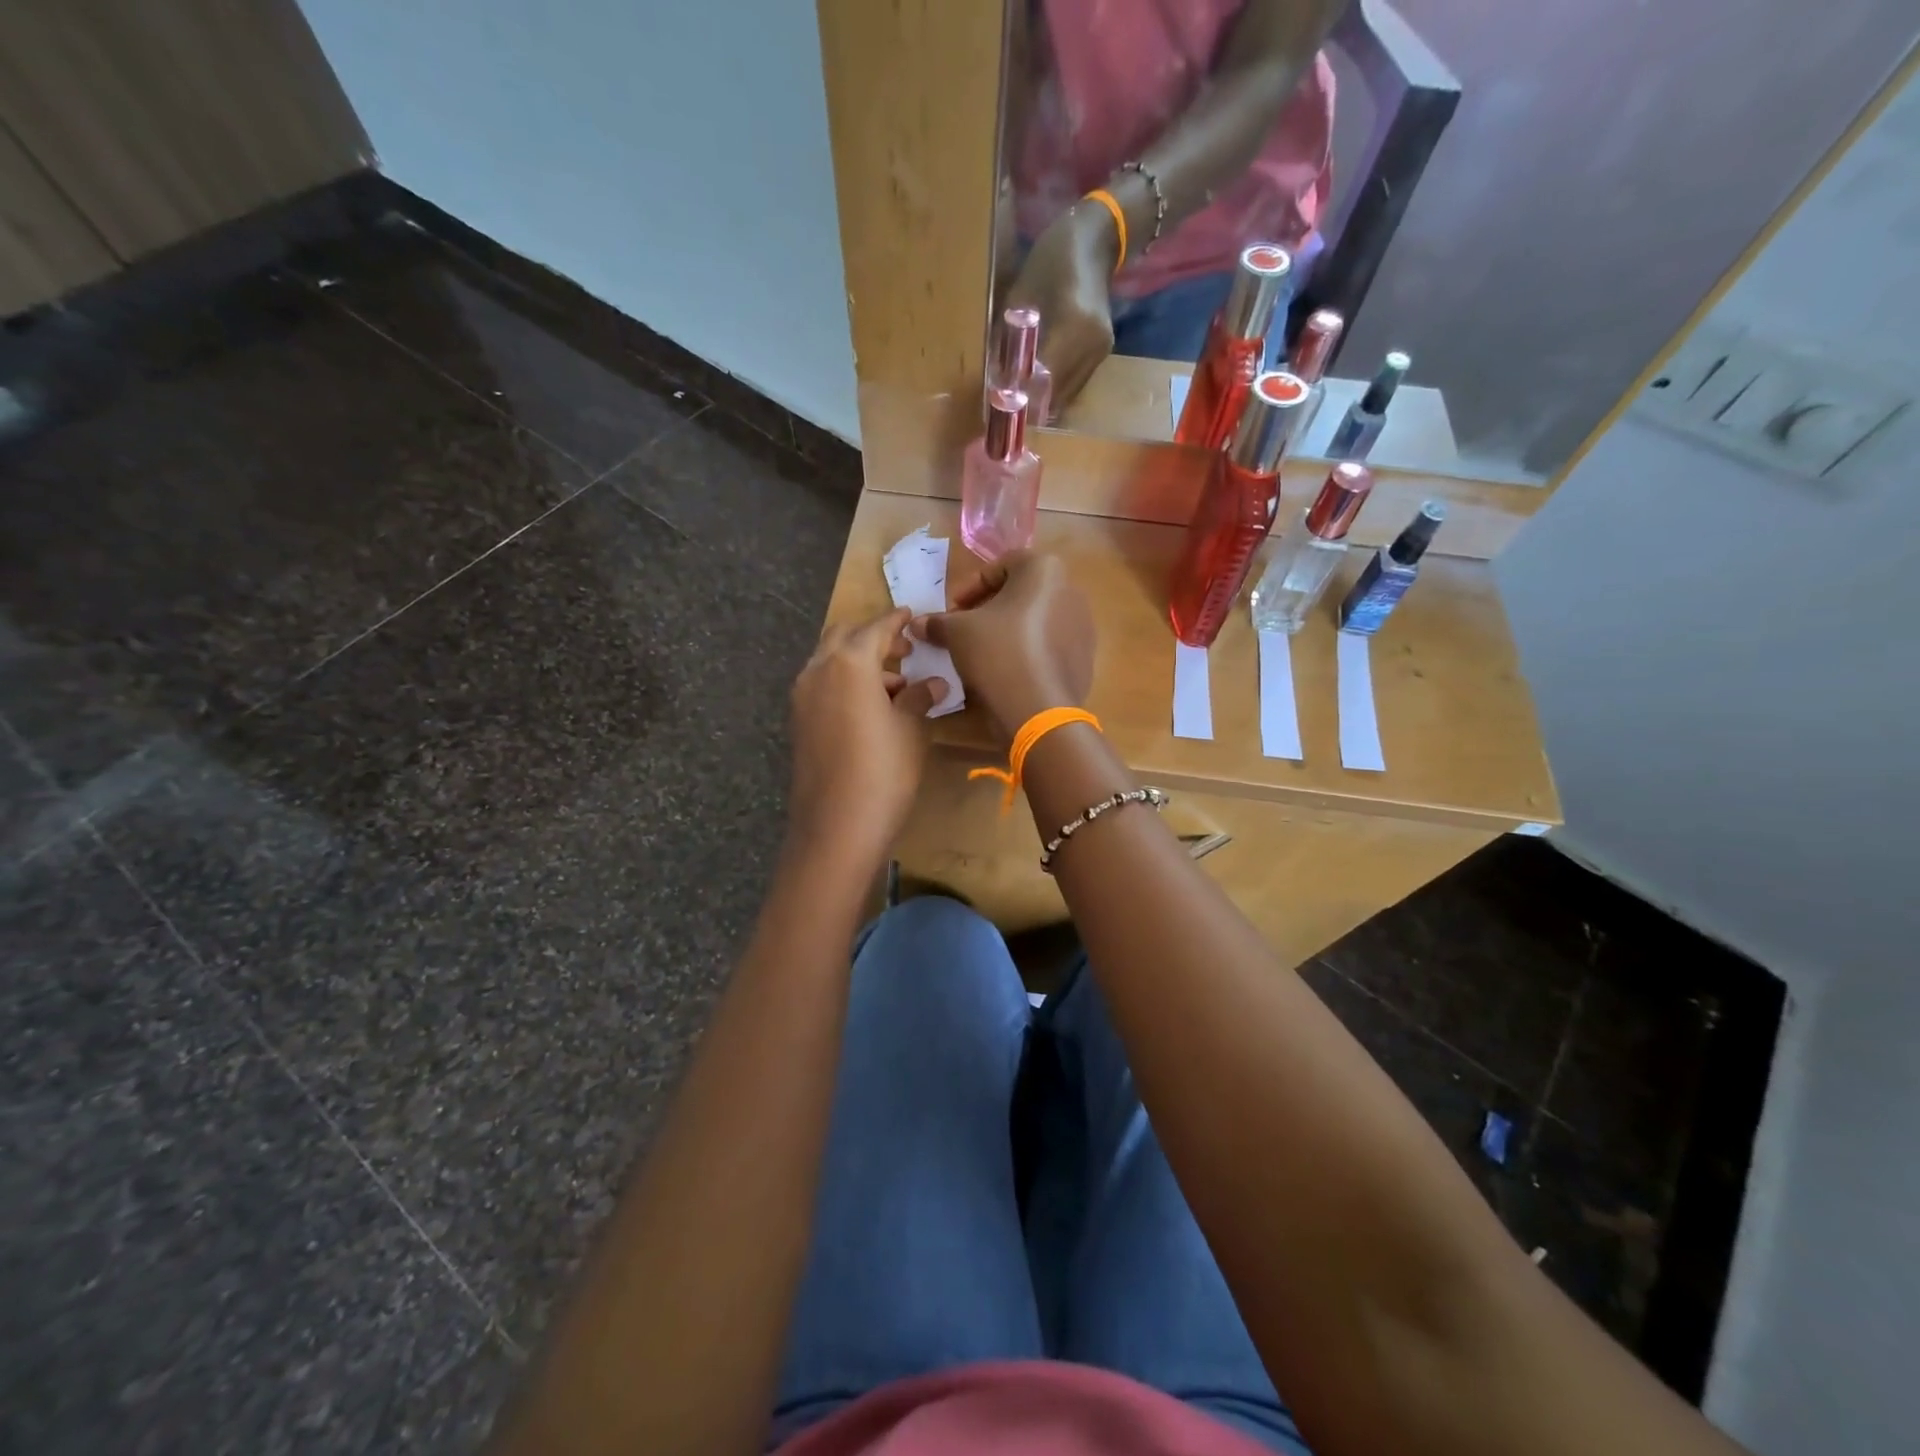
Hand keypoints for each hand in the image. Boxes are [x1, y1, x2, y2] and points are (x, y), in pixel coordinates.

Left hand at [788, 607, 945, 865]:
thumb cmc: (883, 772)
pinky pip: (823, 685)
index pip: (877, 627)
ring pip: (830, 661)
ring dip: (860, 663)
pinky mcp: (799, 722)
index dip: (898, 620)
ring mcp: (803, 697)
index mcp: (848, 662)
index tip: (913, 615)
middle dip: (874, 637)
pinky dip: (846, 683)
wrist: (836, 827)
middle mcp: (818, 670)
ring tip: (896, 687)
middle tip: (905, 651)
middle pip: (844, 636)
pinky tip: (872, 708)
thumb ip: (920, 698)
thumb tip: (934, 683)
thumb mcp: (910, 730)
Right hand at [918, 553, 1094, 742]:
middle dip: (989, 608)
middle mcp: (1071, 590)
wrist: (1038, 708)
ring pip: (1036, 620)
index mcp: (1044, 570)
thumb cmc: (997, 652)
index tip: (952, 610)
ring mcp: (1083, 626)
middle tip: (965, 629)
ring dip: (1008, 630)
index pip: (1000, 566)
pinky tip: (1007, 672)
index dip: (970, 587)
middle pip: (1021, 593)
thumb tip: (918, 625)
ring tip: (983, 653)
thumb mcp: (957, 632)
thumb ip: (938, 622)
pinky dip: (1027, 651)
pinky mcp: (1084, 658)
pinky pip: (1049, 646)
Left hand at [1006, 203, 1119, 410]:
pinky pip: (1075, 384)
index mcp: (1074, 326)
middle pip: (1057, 393)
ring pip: (1066, 394)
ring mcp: (1100, 352)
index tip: (999, 401)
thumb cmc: (1052, 259)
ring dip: (1042, 400)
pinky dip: (1055, 389)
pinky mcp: (1102, 354)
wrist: (1096, 240)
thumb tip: (996, 378)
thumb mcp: (1021, 294)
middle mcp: (1092, 345)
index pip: (1044, 377)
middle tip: (1005, 405)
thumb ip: (1010, 338)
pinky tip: (1037, 384)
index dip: (1021, 394)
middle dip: (1030, 403)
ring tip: (1018, 397)